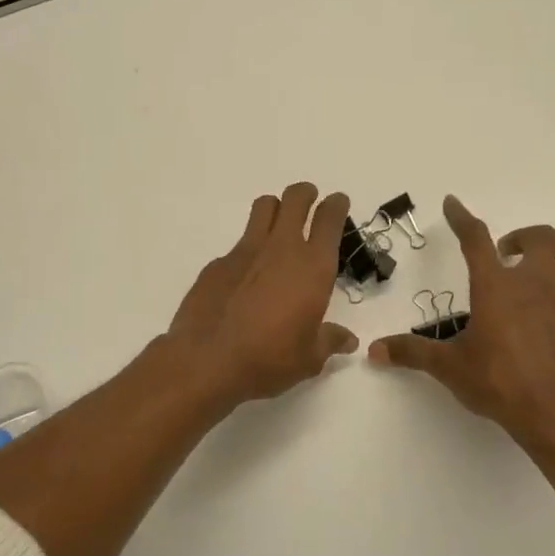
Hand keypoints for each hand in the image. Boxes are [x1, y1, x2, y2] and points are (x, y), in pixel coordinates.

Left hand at [163, 183, 359, 409]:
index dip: (336, 205)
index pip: (329, 219)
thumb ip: (330, 341)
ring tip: (277, 225)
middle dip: (305, 195)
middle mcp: (281, 249)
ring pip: (264, 207)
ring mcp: (245, 251)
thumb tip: (348, 340)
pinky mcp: (217, 263)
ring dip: (275, 208)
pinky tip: (245, 277)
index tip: (338, 203)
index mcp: (313, 268)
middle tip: (309, 203)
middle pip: (295, 198)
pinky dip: (248, 250)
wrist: (207, 361)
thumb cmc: (269, 359)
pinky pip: (238, 243)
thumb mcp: (308, 358)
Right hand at [369, 195, 554, 458]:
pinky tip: (523, 331)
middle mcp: (531, 287)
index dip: (462, 218)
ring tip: (505, 296)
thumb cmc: (499, 382)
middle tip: (500, 255)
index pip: (477, 240)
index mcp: (497, 288)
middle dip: (520, 237)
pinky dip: (540, 302)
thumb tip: (375, 350)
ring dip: (530, 269)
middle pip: (541, 238)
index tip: (452, 203)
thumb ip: (412, 353)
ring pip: (552, 268)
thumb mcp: (450, 367)